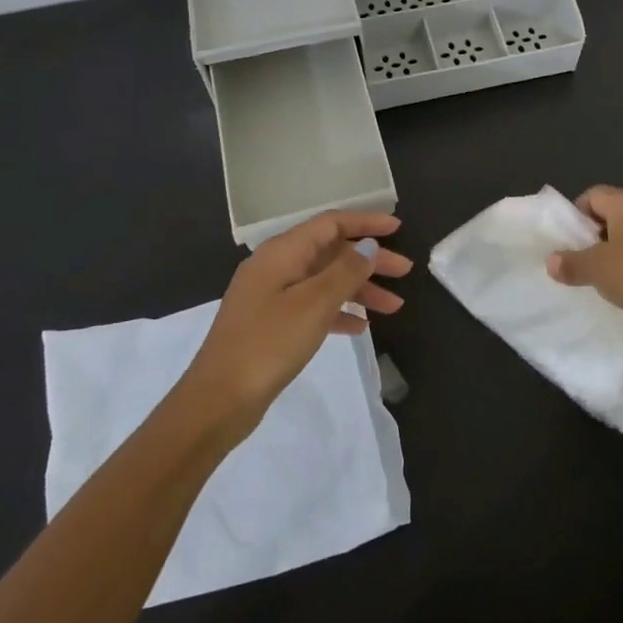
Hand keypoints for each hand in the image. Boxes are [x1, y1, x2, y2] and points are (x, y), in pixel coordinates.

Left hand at [182, 211, 410, 430]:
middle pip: (330, 252)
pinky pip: (313, 306)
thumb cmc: (269, 344)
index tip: (398, 228)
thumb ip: (345, 272)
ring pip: (324, 281)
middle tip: (404, 272)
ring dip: (359, 290)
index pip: (330, 224)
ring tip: (394, 307)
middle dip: (368, 261)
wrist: (218, 400)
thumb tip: (367, 245)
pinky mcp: (271, 324)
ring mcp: (271, 296)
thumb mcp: (314, 304)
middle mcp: (275, 267)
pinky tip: (360, 327)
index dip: (365, 222)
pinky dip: (338, 311)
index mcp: (281, 252)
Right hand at [546, 186, 622, 349]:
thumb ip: (571, 262)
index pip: (594, 195)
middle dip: (598, 231)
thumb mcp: (595, 270)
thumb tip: (551, 262)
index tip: (570, 240)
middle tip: (585, 257)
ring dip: (621, 246)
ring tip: (608, 273)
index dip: (577, 214)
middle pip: (617, 210)